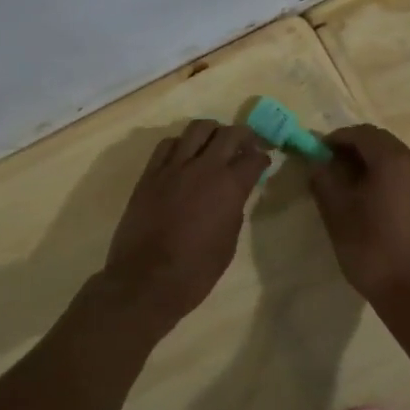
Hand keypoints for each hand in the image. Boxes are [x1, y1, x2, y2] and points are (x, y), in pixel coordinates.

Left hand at [101, 120, 269, 333]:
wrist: (146, 280)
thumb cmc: (195, 271)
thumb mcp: (228, 242)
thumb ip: (234, 209)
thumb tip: (233, 194)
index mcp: (229, 187)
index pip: (253, 158)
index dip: (262, 158)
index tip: (263, 162)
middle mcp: (203, 167)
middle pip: (229, 134)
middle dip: (243, 136)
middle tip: (246, 145)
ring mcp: (173, 167)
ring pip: (197, 129)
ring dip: (212, 131)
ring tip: (215, 143)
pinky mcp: (150, 173)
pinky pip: (168, 144)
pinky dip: (181, 144)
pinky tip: (185, 155)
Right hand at [308, 125, 409, 311]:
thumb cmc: (371, 249)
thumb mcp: (337, 212)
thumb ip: (324, 179)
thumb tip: (317, 162)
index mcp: (394, 160)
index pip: (361, 133)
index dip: (336, 138)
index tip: (317, 153)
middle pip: (380, 142)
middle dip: (353, 149)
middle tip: (329, 167)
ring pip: (394, 159)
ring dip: (370, 162)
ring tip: (347, 185)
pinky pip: (406, 176)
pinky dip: (386, 177)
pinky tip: (370, 200)